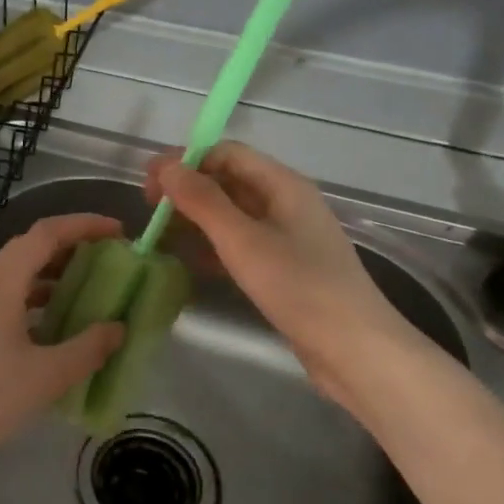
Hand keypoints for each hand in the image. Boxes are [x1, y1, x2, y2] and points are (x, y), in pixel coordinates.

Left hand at [0, 213, 126, 497]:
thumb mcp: (45, 377)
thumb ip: (88, 348)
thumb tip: (117, 328)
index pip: (45, 234)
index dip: (84, 225)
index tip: (118, 232)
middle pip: (27, 250)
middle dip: (69, 250)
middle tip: (106, 263)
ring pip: (11, 276)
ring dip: (48, 278)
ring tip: (84, 293)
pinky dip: (28, 301)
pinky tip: (47, 327)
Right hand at [146, 142, 432, 405]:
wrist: (354, 350)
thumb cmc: (299, 287)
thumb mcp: (243, 241)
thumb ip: (202, 201)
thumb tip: (166, 166)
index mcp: (283, 185)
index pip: (227, 153)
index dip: (186, 161)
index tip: (150, 184)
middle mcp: (286, 203)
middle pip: (229, 181)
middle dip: (187, 190)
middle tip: (149, 212)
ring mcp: (286, 237)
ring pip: (232, 215)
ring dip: (196, 219)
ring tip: (160, 236)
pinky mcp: (284, 268)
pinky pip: (240, 244)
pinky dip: (212, 246)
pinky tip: (188, 262)